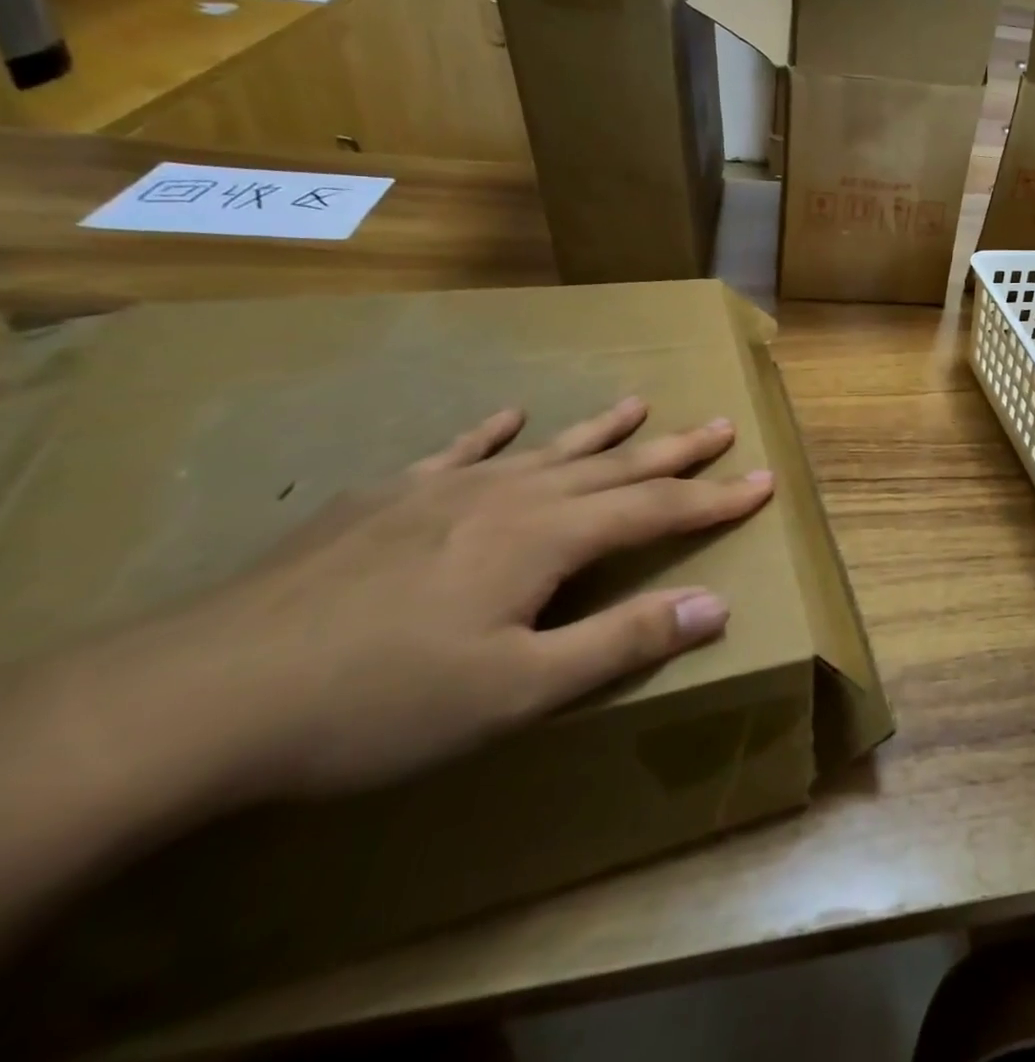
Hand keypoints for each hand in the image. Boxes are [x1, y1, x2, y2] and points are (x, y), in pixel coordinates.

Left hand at [124, 397, 772, 803]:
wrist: (200, 696)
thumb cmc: (378, 703)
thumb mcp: (515, 692)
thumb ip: (620, 642)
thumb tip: (714, 606)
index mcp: (546, 538)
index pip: (656, 508)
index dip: (714, 497)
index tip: (762, 479)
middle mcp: (509, 496)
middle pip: (612, 466)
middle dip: (674, 450)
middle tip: (719, 424)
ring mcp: (444, 489)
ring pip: (547, 450)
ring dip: (600, 430)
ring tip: (639, 404)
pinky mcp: (387, 498)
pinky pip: (458, 452)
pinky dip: (493, 434)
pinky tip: (507, 417)